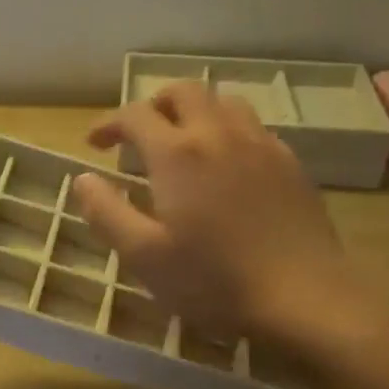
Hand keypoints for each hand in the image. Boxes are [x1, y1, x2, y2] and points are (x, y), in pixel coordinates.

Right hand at [71, 84, 351, 339]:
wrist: (305, 296)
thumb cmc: (214, 280)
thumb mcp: (143, 255)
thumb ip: (106, 212)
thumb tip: (82, 179)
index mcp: (177, 153)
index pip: (135, 115)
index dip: (109, 123)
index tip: (95, 143)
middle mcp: (219, 134)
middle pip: (184, 91)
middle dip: (154, 104)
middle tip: (139, 135)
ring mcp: (261, 144)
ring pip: (223, 102)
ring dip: (194, 111)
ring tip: (183, 142)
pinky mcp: (290, 163)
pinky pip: (253, 127)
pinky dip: (228, 130)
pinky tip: (227, 165)